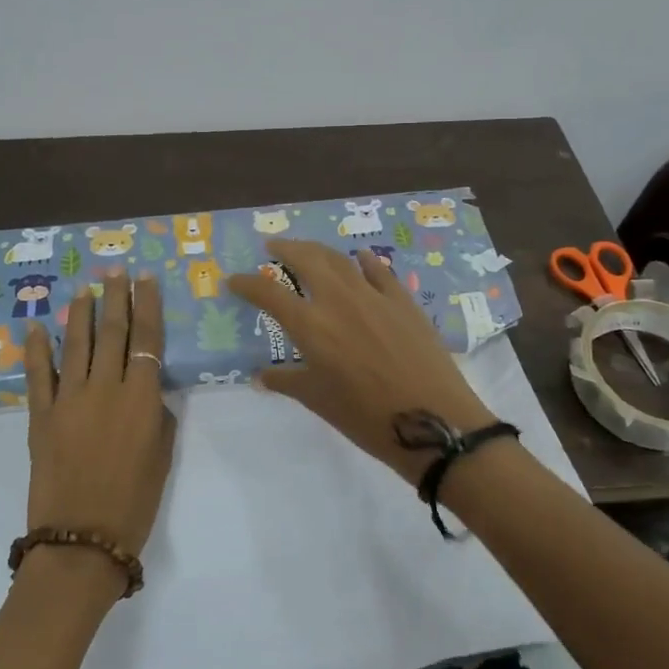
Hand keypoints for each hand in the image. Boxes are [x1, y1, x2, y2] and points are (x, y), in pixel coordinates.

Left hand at [22, 271, 176, 569]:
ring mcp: (68, 399)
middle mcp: (104, 388)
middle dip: (115, 297)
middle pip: (111, 332)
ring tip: (84, 289)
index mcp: (141, 398)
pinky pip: (38, 375)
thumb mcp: (161, 455)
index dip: (147, 305)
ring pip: (75, 345)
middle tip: (115, 271)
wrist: (82, 538)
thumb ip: (156, 415)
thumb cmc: (134, 502)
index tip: (146, 279)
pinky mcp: (40, 416)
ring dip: (80, 314)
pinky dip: (36, 350)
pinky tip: (35, 328)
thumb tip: (146, 390)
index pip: (146, 339)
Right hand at [228, 240, 493, 485]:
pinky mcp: (403, 301)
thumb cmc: (367, 417)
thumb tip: (261, 376)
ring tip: (308, 250)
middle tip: (273, 247)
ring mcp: (374, 296)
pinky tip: (359, 258)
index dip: (247, 284)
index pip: (269, 294)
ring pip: (340, 259)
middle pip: (306, 259)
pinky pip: (379, 271)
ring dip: (319, 250)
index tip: (234, 280)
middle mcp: (339, 300)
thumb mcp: (319, 401)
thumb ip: (287, 382)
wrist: (434, 421)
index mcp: (311, 326)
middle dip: (285, 249)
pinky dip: (364, 261)